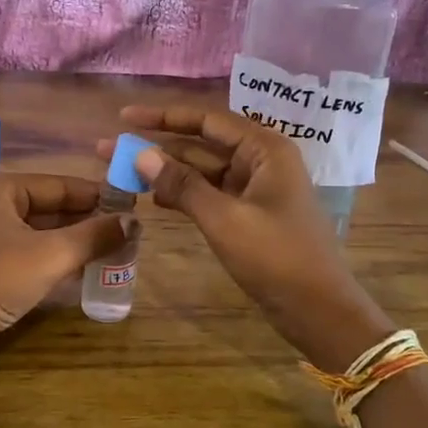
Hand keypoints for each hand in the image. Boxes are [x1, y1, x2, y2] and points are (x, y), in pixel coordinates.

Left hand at [0, 172, 129, 380]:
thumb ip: (94, 236)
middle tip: (125, 234)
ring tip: (111, 253)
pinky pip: (26, 255)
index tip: (130, 207)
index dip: (96, 196)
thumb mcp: (52, 255)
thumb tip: (133, 221)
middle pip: (48, 208)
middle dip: (85, 222)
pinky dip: (52, 261)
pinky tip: (81, 273)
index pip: (58, 184)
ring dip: (72, 244)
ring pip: (38, 234)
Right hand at [107, 106, 392, 371]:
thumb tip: (140, 154)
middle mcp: (261, 161)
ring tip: (122, 173)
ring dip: (166, 172)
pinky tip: (154, 199)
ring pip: (203, 172)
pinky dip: (184, 195)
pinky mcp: (250, 215)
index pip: (206, 120)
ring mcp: (255, 189)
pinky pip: (210, 195)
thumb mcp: (224, 219)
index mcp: (264, 149)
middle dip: (157, 147)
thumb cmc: (276, 257)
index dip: (163, 117)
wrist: (318, 310)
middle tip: (109, 150)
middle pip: (201, 144)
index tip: (124, 117)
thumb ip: (182, 185)